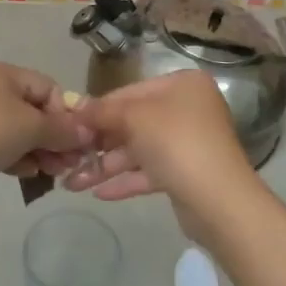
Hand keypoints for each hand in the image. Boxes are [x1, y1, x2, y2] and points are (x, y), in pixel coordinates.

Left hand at [0, 62, 92, 210]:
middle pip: (34, 109)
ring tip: (50, 173)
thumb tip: (88, 132)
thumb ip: (62, 129)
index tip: (75, 142)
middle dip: (54, 137)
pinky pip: (0, 144)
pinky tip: (25, 174)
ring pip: (18, 130)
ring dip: (38, 150)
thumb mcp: (30, 128)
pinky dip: (16, 156)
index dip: (65, 114)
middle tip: (67, 164)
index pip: (48, 87)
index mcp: (3, 73)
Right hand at [62, 71, 257, 215]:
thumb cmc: (176, 143)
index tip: (69, 124)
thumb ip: (103, 111)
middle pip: (133, 122)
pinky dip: (125, 180)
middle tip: (67, 157)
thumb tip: (76, 107)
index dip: (98, 109)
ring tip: (71, 184)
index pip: (129, 92)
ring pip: (139, 150)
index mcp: (182, 85)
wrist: (219, 200)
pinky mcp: (186, 174)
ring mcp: (188, 143)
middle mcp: (188, 109)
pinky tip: (98, 194)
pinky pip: (150, 172)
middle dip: (99, 143)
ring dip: (106, 167)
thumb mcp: (134, 118)